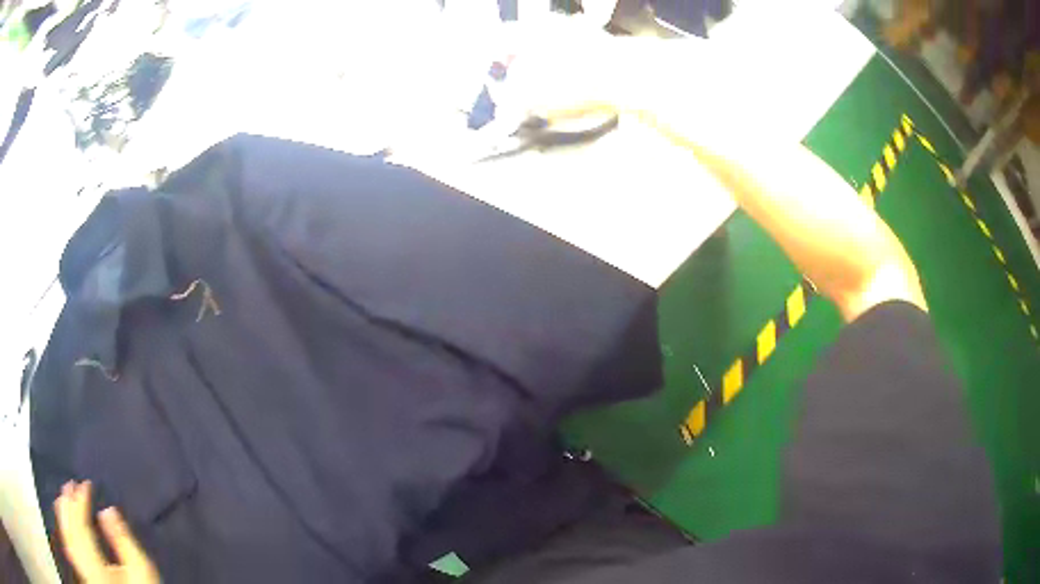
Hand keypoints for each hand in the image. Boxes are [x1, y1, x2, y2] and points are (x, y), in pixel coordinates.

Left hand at [55, 481, 160, 583]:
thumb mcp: (140, 570)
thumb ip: (124, 541)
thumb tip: (109, 511)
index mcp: (95, 563)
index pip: (81, 522)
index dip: (82, 499)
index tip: (86, 484)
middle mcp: (85, 564)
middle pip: (71, 527)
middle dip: (69, 503)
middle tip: (71, 484)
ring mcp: (84, 570)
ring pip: (68, 536)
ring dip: (64, 513)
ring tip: (64, 497)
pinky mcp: (85, 574)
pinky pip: (70, 547)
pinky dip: (65, 529)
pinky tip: (65, 523)